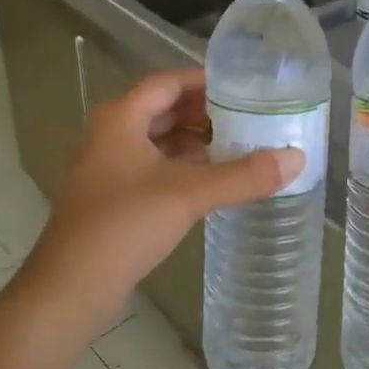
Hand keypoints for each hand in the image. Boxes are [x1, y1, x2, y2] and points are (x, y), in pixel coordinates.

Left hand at [19, 69, 299, 339]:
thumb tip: (297, 159)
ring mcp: (107, 168)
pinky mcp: (112, 197)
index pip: (167, 82)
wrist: (71, 287)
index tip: (243, 88)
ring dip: (194, 142)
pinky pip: (152, 168)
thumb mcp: (189, 194)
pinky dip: (181, 167)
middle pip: (162, 110)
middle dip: (204, 113)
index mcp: (120, 118)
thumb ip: (243, 176)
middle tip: (248, 118)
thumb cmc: (125, 225)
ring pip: (157, 141)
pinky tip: (211, 181)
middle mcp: (110, 135)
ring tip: (238, 147)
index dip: (204, 82)